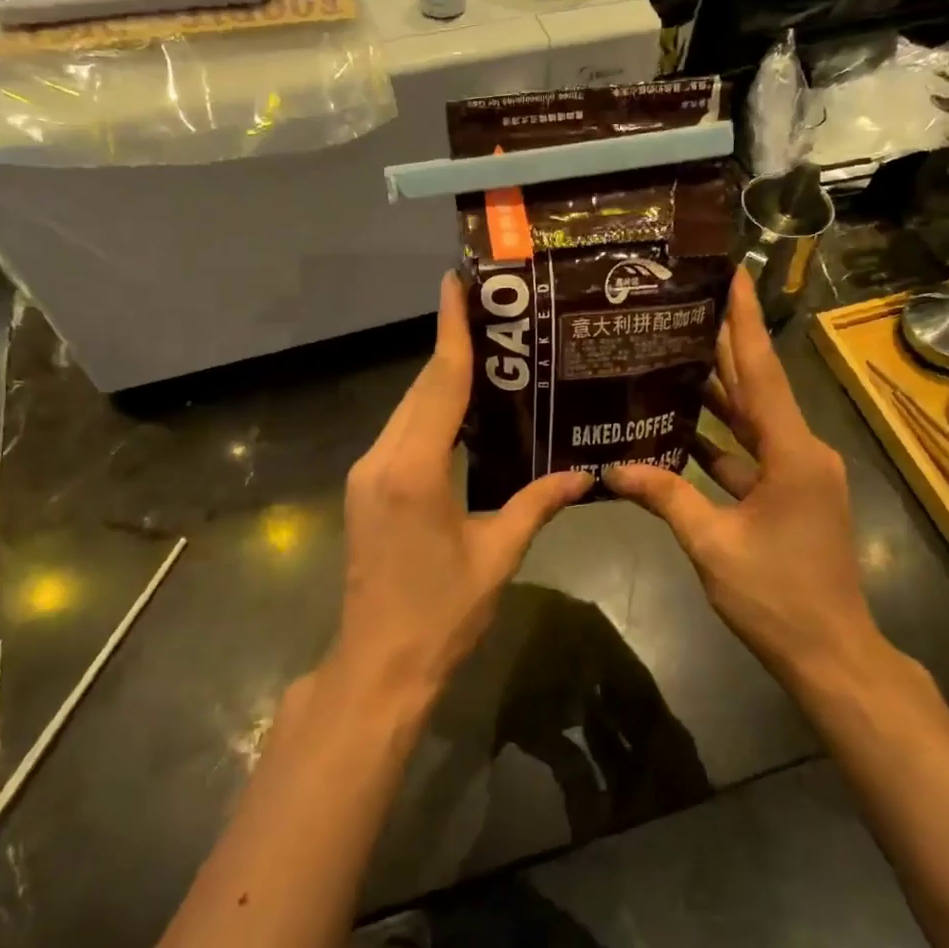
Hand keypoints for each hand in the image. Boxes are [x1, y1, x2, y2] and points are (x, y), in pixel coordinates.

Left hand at [338, 272, 591, 705]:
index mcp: (413, 469)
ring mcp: (366, 473)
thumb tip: (584, 475)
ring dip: (441, 381)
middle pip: (421, 390)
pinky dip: (430, 413)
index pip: (439, 384)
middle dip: (452, 348)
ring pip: (407, 410)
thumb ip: (536, 504)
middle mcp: (381, 459)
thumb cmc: (441, 614)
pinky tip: (462, 411)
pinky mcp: (364, 489)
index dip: (452, 331)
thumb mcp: (497, 555)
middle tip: (491, 312)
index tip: (455, 282)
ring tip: (486, 353)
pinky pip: (401, 434)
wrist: (377, 665)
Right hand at [605, 270, 896, 690]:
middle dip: (724, 346)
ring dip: (717, 394)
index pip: (763, 371)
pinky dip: (719, 442)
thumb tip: (613, 467)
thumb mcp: (712, 544)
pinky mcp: (791, 496)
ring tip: (673, 355)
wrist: (831, 654)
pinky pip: (750, 455)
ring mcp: (798, 475)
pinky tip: (681, 430)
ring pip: (752, 422)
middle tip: (684, 307)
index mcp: (792, 452)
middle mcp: (802, 451)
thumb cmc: (776, 596)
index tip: (732, 274)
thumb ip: (665, 497)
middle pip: (757, 388)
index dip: (744, 321)